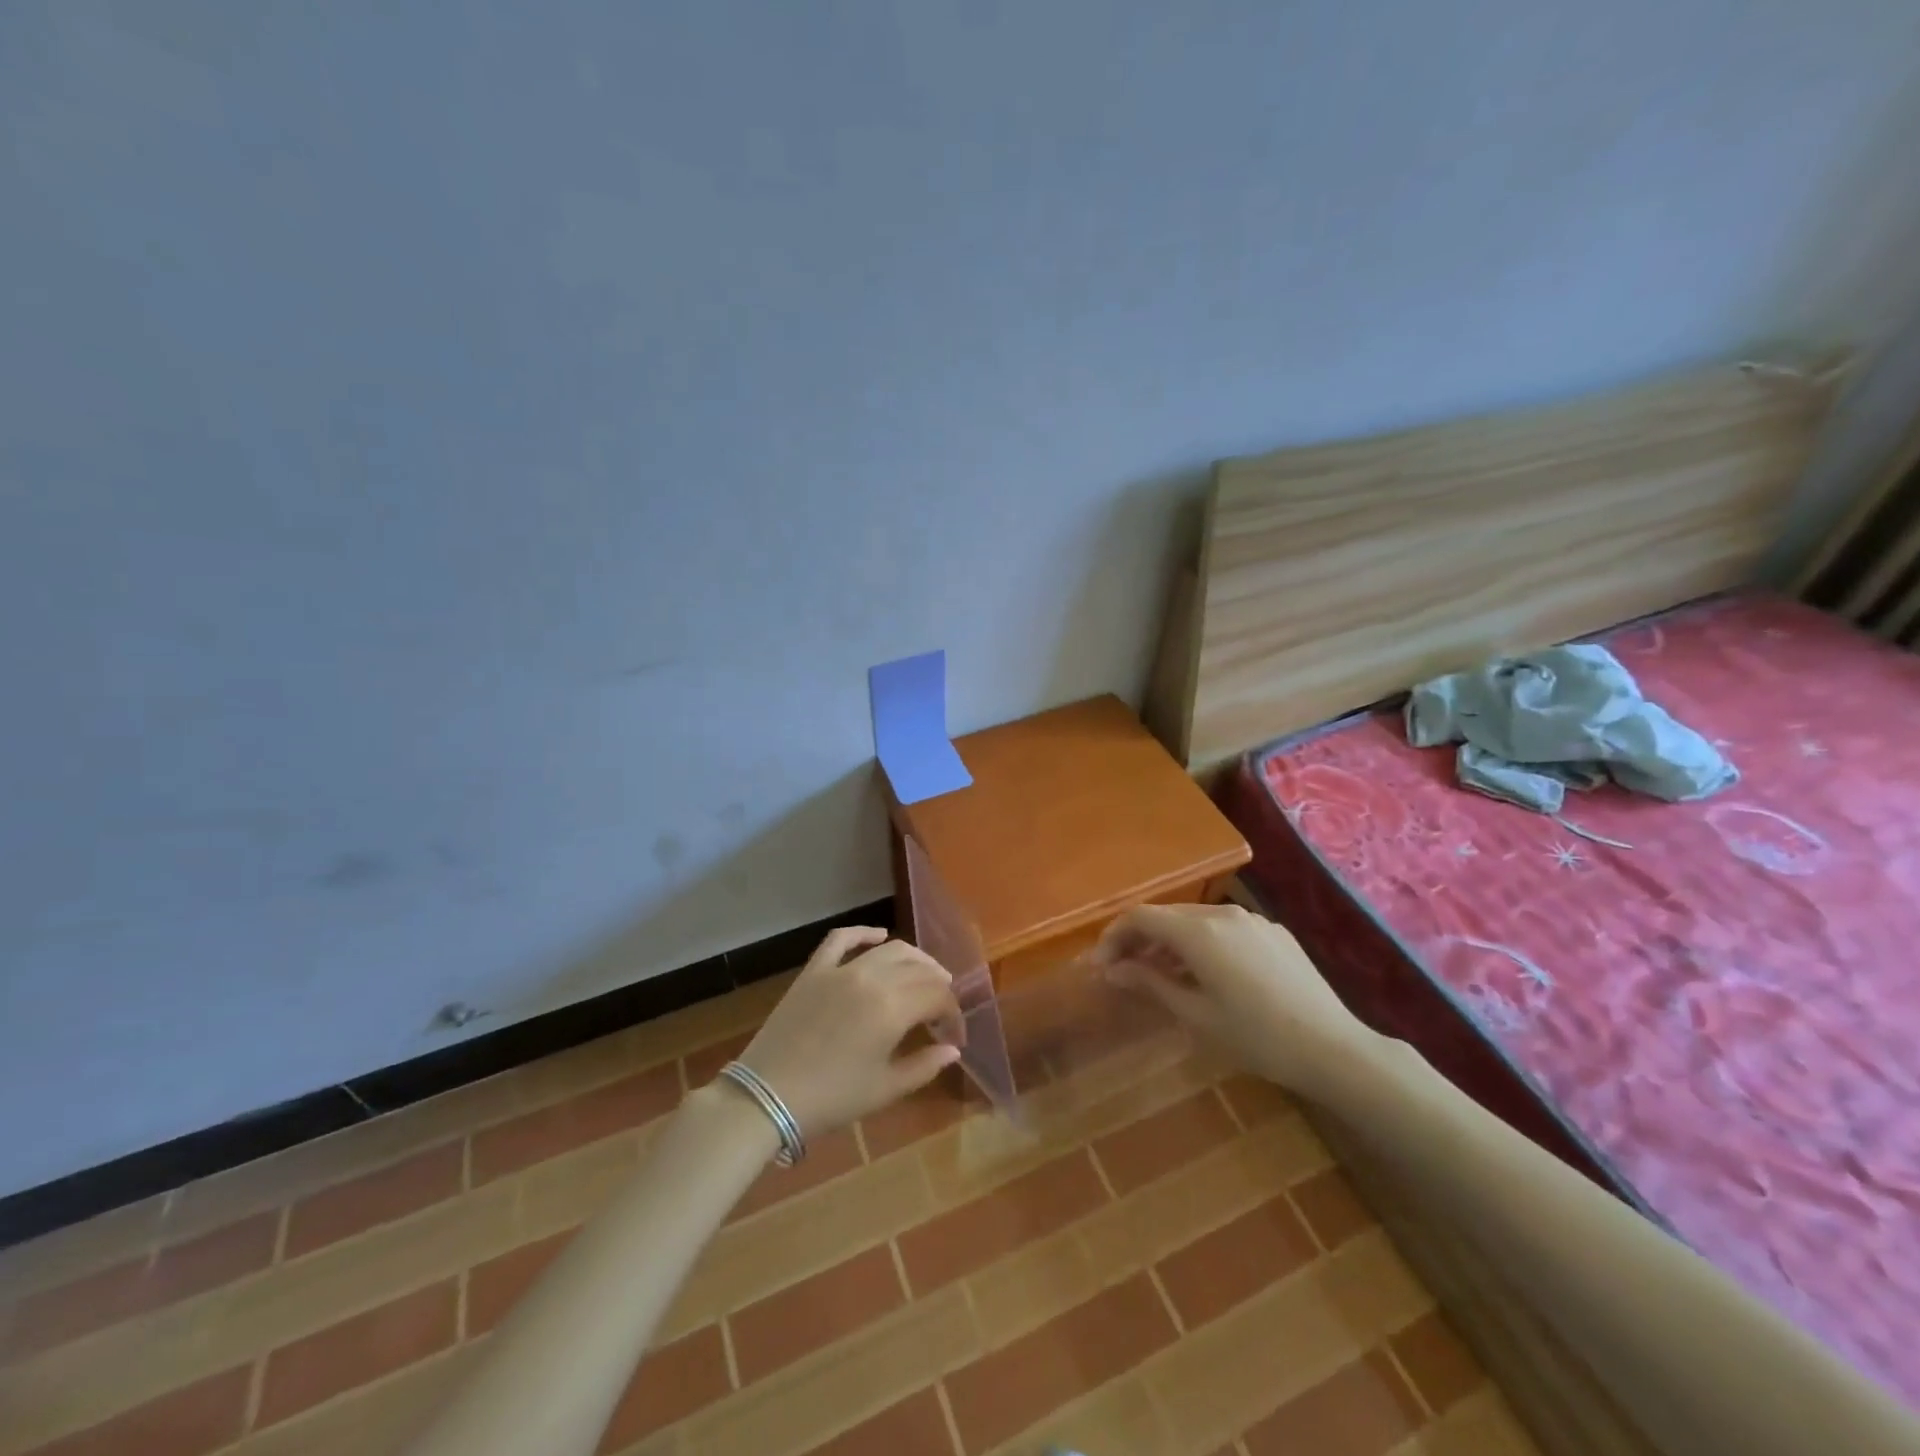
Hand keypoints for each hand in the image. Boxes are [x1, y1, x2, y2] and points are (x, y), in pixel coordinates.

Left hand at [732, 927, 962, 1139]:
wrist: (767, 1096)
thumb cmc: (832, 1097)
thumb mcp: (885, 1089)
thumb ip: (925, 1066)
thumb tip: (953, 1049)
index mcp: (893, 1008)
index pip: (939, 996)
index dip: (953, 1015)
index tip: (954, 1037)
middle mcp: (872, 977)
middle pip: (919, 969)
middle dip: (938, 987)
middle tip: (941, 1010)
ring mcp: (841, 969)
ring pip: (890, 949)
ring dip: (914, 959)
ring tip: (924, 975)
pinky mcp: (814, 970)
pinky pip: (842, 939)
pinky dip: (864, 933)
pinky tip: (879, 935)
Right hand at [1093, 903, 1372, 1098]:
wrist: (1333, 1048)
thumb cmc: (1256, 1037)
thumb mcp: (1195, 1015)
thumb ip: (1150, 983)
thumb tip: (1112, 969)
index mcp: (1198, 932)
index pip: (1140, 917)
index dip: (1114, 936)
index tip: (1100, 965)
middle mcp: (1221, 914)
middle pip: (1166, 915)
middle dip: (1139, 938)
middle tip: (1123, 971)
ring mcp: (1251, 920)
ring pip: (1195, 921)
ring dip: (1169, 942)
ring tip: (1159, 975)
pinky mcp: (1273, 932)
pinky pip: (1223, 929)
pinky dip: (1200, 944)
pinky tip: (1205, 974)